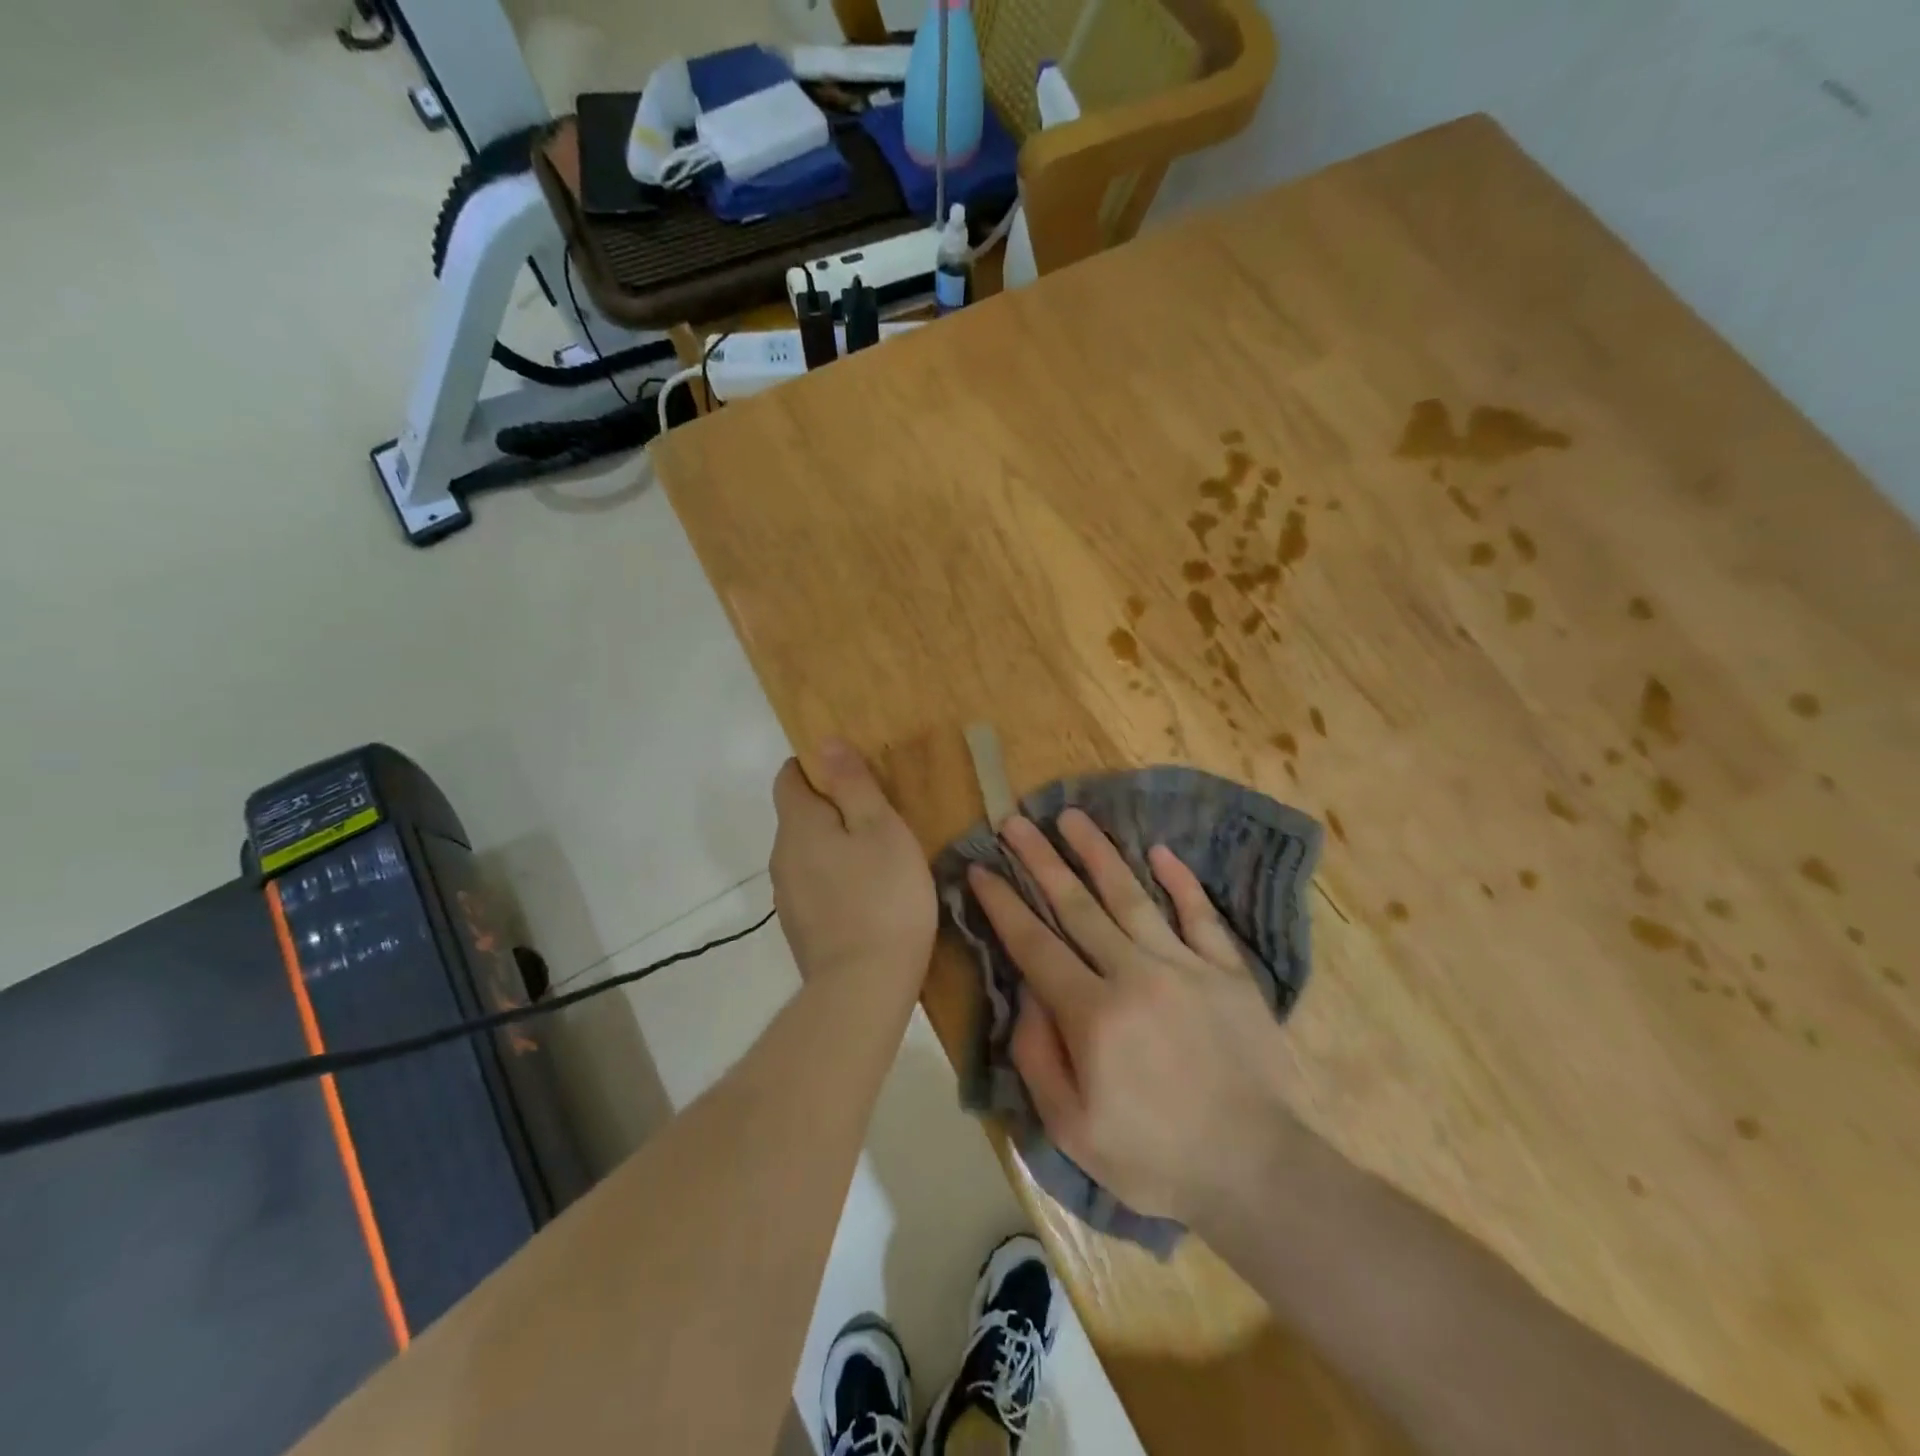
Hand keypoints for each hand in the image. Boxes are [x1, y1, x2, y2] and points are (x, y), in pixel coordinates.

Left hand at [771, 740, 936, 994]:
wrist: (864, 987)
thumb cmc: (883, 897)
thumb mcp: (880, 829)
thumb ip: (852, 784)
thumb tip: (824, 743)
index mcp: (798, 825)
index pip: (789, 776)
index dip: (818, 767)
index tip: (855, 775)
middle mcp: (781, 856)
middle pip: (799, 814)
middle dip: (833, 807)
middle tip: (880, 815)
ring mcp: (788, 896)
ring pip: (808, 851)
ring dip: (836, 845)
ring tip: (880, 856)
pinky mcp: (800, 926)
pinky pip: (815, 884)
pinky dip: (836, 877)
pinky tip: (869, 894)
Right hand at [968, 809, 1299, 1225]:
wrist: (1257, 1171)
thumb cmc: (1154, 1157)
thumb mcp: (1071, 1128)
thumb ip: (1037, 1055)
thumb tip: (1027, 992)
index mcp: (1092, 1013)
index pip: (1034, 943)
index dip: (1003, 903)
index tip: (981, 868)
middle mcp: (1134, 974)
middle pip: (1076, 905)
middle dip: (1040, 859)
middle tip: (1015, 821)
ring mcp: (1186, 966)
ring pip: (1132, 895)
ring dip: (1098, 853)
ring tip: (1072, 816)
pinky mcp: (1228, 971)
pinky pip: (1199, 915)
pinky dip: (1180, 881)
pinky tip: (1160, 851)